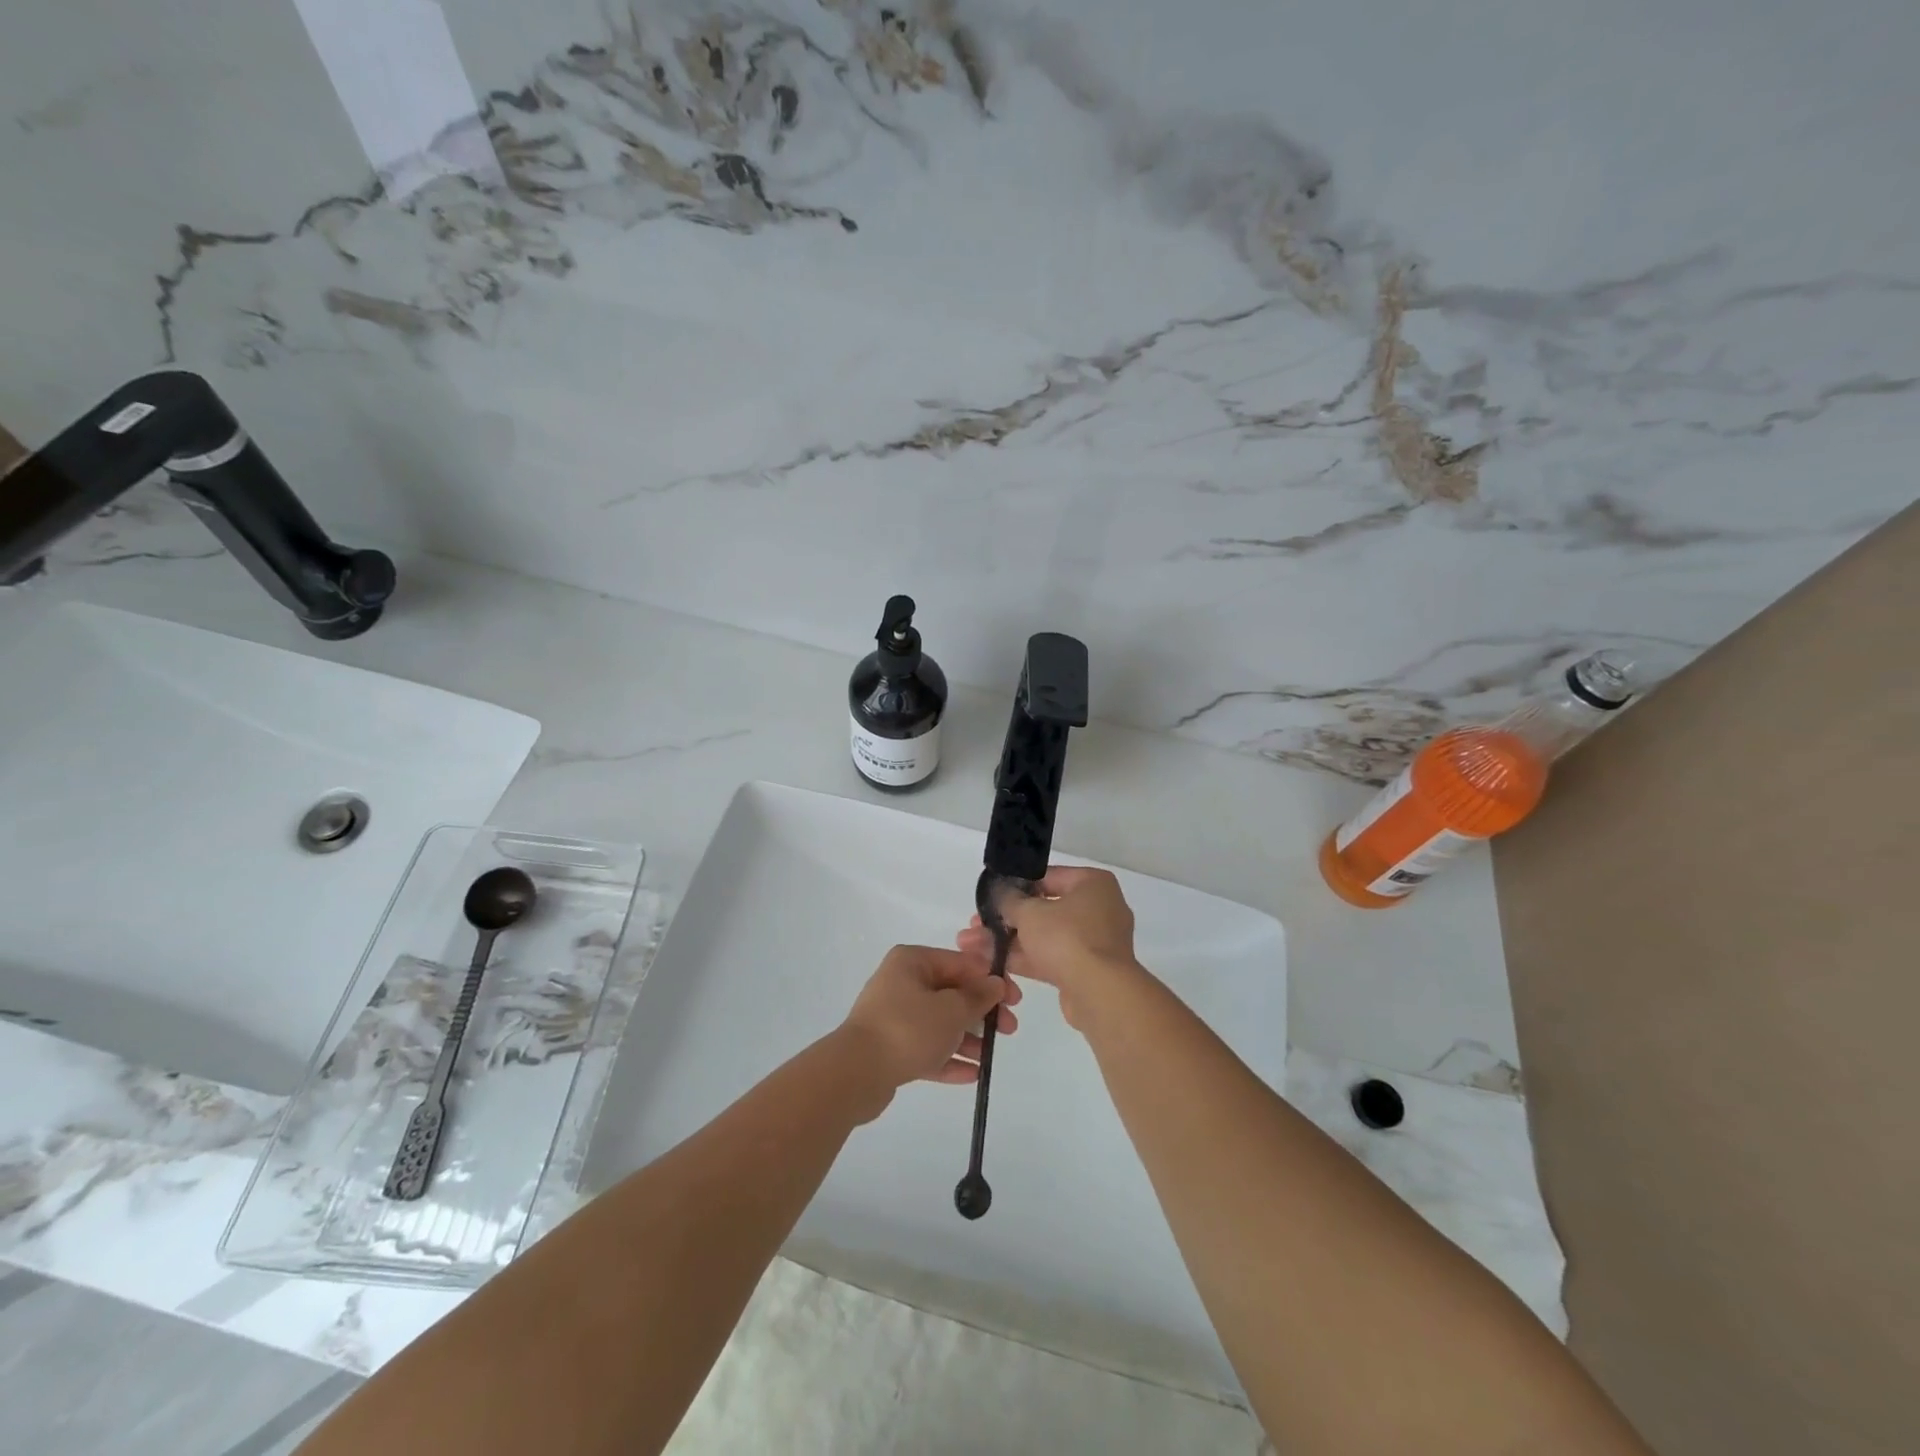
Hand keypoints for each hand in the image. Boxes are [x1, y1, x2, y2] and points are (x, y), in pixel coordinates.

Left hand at [840, 945, 1021, 1098]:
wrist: (856, 1073)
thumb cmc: (908, 1029)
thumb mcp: (952, 1010)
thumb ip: (978, 997)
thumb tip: (995, 984)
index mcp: (913, 961)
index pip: (961, 963)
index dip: (991, 980)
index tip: (1015, 1001)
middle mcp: (901, 982)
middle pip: (951, 993)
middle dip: (982, 1012)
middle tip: (1008, 1029)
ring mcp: (894, 1016)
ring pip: (940, 1022)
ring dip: (967, 1038)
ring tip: (990, 1057)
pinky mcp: (890, 1047)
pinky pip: (926, 1047)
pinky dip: (948, 1058)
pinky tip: (973, 1074)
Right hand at [956, 867, 1143, 1031]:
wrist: (1099, 993)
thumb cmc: (1067, 938)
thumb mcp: (1029, 912)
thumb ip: (1009, 899)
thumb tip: (998, 893)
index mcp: (1093, 884)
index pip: (1048, 876)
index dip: (1017, 885)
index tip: (992, 895)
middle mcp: (1099, 908)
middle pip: (1045, 908)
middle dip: (1009, 918)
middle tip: (978, 923)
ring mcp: (1094, 942)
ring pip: (1046, 936)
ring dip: (1012, 940)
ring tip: (974, 943)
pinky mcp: (1087, 970)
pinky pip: (1052, 958)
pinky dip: (1026, 958)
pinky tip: (993, 961)